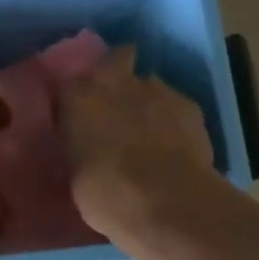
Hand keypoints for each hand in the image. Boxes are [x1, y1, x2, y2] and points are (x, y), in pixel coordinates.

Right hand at [59, 46, 215, 239]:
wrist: (164, 201)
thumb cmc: (104, 194)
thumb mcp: (74, 172)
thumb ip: (78, 147)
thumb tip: (86, 148)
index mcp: (77, 97)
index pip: (70, 85)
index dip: (77, 101)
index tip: (79, 118)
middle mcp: (114, 81)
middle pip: (117, 58)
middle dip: (118, 72)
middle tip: (117, 103)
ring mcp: (155, 89)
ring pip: (149, 83)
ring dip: (146, 100)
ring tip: (149, 130)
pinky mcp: (188, 104)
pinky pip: (175, 105)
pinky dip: (173, 119)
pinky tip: (175, 144)